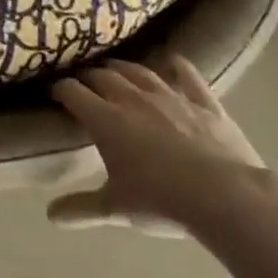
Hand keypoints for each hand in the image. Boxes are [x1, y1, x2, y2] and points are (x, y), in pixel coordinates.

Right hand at [47, 55, 277, 235]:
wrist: (227, 198)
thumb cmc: (162, 201)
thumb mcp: (116, 208)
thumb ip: (81, 208)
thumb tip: (50, 215)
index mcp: (105, 119)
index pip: (72, 92)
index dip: (60, 90)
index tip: (55, 93)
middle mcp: (131, 98)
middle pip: (102, 75)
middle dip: (89, 77)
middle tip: (84, 84)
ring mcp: (169, 96)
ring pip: (138, 71)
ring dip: (122, 68)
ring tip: (114, 68)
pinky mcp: (204, 103)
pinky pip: (187, 75)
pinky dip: (177, 66)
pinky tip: (172, 61)